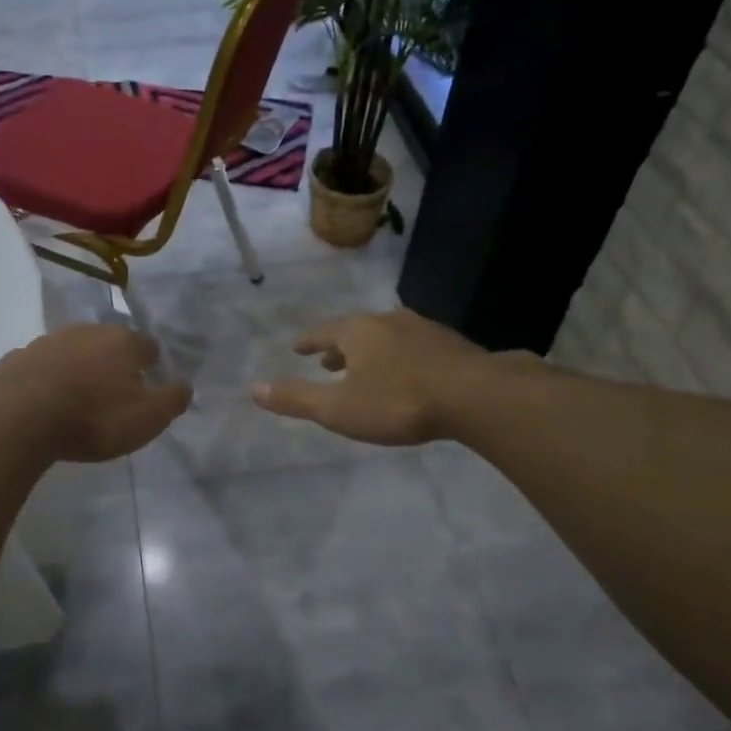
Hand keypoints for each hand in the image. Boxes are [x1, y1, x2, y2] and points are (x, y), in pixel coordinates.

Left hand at [0, 324, 191, 462]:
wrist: (17, 418)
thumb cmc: (93, 417)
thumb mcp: (148, 418)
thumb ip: (172, 399)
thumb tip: (184, 386)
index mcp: (122, 341)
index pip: (147, 346)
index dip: (151, 365)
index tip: (149, 384)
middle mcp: (85, 331)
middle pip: (107, 344)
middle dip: (112, 363)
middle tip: (114, 393)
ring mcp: (46, 342)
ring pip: (71, 352)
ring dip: (77, 369)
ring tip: (77, 399)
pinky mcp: (15, 359)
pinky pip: (39, 368)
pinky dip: (45, 380)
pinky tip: (43, 402)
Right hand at [251, 308, 502, 445]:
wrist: (476, 396)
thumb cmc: (398, 402)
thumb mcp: (339, 408)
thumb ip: (297, 399)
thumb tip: (254, 390)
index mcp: (357, 331)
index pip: (323, 332)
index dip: (307, 342)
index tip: (296, 347)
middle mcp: (387, 321)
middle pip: (355, 331)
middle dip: (339, 347)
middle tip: (327, 360)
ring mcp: (423, 329)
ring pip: (386, 337)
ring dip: (370, 351)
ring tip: (365, 368)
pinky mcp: (451, 344)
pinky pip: (413, 346)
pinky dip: (398, 357)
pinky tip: (408, 373)